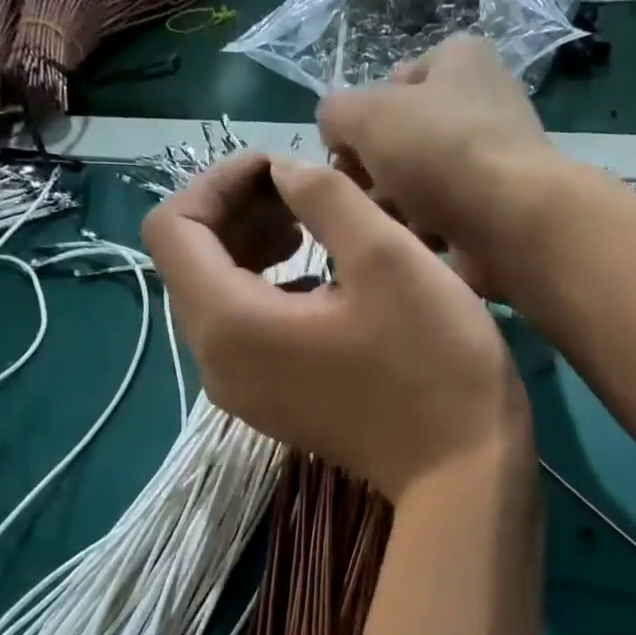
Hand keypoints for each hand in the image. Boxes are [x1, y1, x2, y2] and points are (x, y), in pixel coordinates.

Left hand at [142, 152, 529, 501]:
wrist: (462, 468)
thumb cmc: (432, 360)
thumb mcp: (387, 257)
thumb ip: (324, 195)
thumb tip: (285, 174)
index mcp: (229, 322)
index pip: (172, 227)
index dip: (218, 181)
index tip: (280, 166)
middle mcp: (216, 362)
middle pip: (189, 263)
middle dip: (237, 212)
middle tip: (302, 192)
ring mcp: (242, 392)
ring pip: (216, 297)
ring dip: (251, 249)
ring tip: (310, 230)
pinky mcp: (272, 405)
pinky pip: (243, 332)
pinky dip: (266, 291)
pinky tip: (323, 282)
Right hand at [317, 34, 573, 298]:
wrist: (511, 222)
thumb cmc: (440, 151)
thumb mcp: (367, 114)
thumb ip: (335, 113)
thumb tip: (337, 134)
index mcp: (461, 60)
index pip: (394, 82)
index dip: (364, 118)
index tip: (350, 152)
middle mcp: (483, 104)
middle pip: (405, 139)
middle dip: (377, 170)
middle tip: (365, 193)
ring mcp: (494, 161)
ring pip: (421, 184)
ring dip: (397, 206)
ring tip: (394, 220)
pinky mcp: (498, 210)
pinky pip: (444, 219)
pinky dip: (427, 232)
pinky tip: (422, 242)